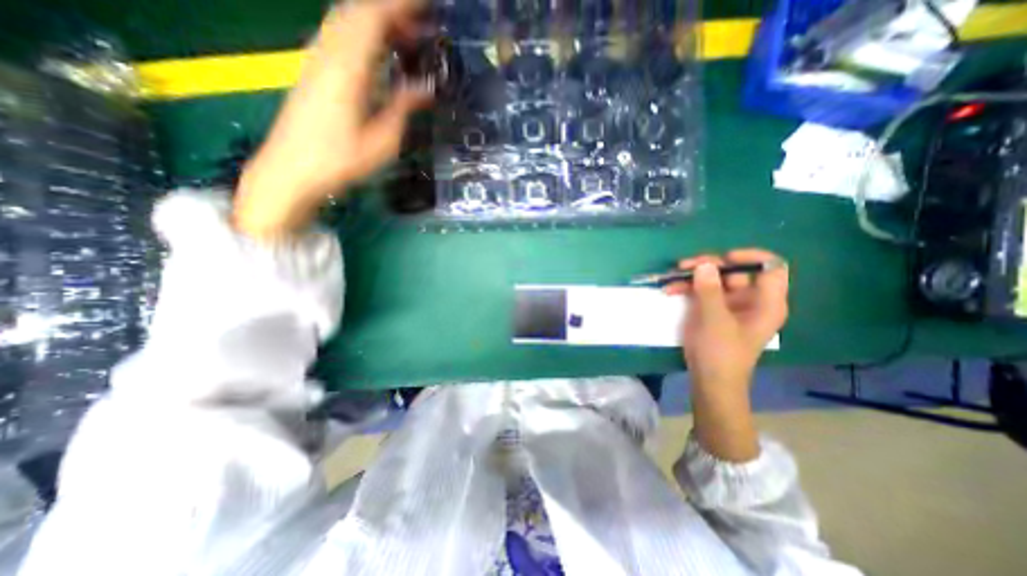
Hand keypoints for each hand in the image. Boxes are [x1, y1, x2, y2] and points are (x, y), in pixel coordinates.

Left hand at [235, 0, 429, 238]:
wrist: (291, 170)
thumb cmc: (340, 161)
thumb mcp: (382, 141)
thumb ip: (403, 108)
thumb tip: (425, 88)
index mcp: (348, 68)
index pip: (373, 17)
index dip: (401, 5)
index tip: (427, 6)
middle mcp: (329, 54)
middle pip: (357, 11)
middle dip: (391, 10)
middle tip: (421, 25)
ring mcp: (316, 60)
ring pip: (345, 21)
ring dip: (375, 21)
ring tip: (404, 37)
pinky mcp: (312, 71)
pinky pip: (338, 37)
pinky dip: (361, 35)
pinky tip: (377, 54)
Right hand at [662, 248, 787, 463]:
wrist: (709, 380)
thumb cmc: (721, 353)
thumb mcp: (715, 321)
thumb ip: (710, 291)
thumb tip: (704, 264)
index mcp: (765, 302)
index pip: (770, 267)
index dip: (750, 257)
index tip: (723, 258)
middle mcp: (750, 299)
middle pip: (735, 271)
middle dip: (710, 265)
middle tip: (686, 265)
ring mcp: (729, 304)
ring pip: (715, 279)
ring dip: (693, 275)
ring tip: (673, 275)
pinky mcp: (712, 310)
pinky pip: (702, 291)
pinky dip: (687, 288)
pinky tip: (670, 289)